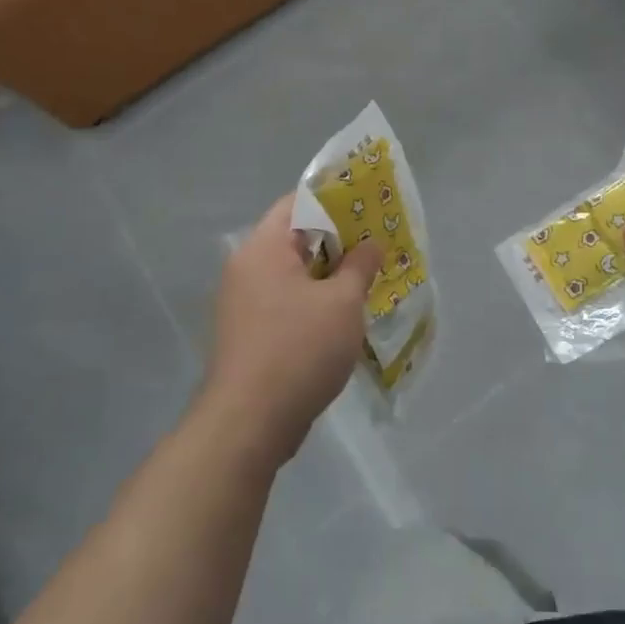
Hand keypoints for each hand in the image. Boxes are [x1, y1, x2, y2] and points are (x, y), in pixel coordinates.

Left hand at [200, 195, 384, 466]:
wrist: (249, 424)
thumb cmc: (298, 349)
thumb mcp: (342, 302)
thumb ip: (360, 265)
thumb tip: (370, 243)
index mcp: (263, 249)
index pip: (298, 203)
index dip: (335, 199)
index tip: (369, 205)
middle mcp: (248, 268)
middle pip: (297, 238)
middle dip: (340, 240)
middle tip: (379, 243)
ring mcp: (246, 303)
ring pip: (295, 274)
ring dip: (330, 274)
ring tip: (370, 277)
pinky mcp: (251, 333)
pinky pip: (288, 301)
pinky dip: (316, 301)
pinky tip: (346, 314)